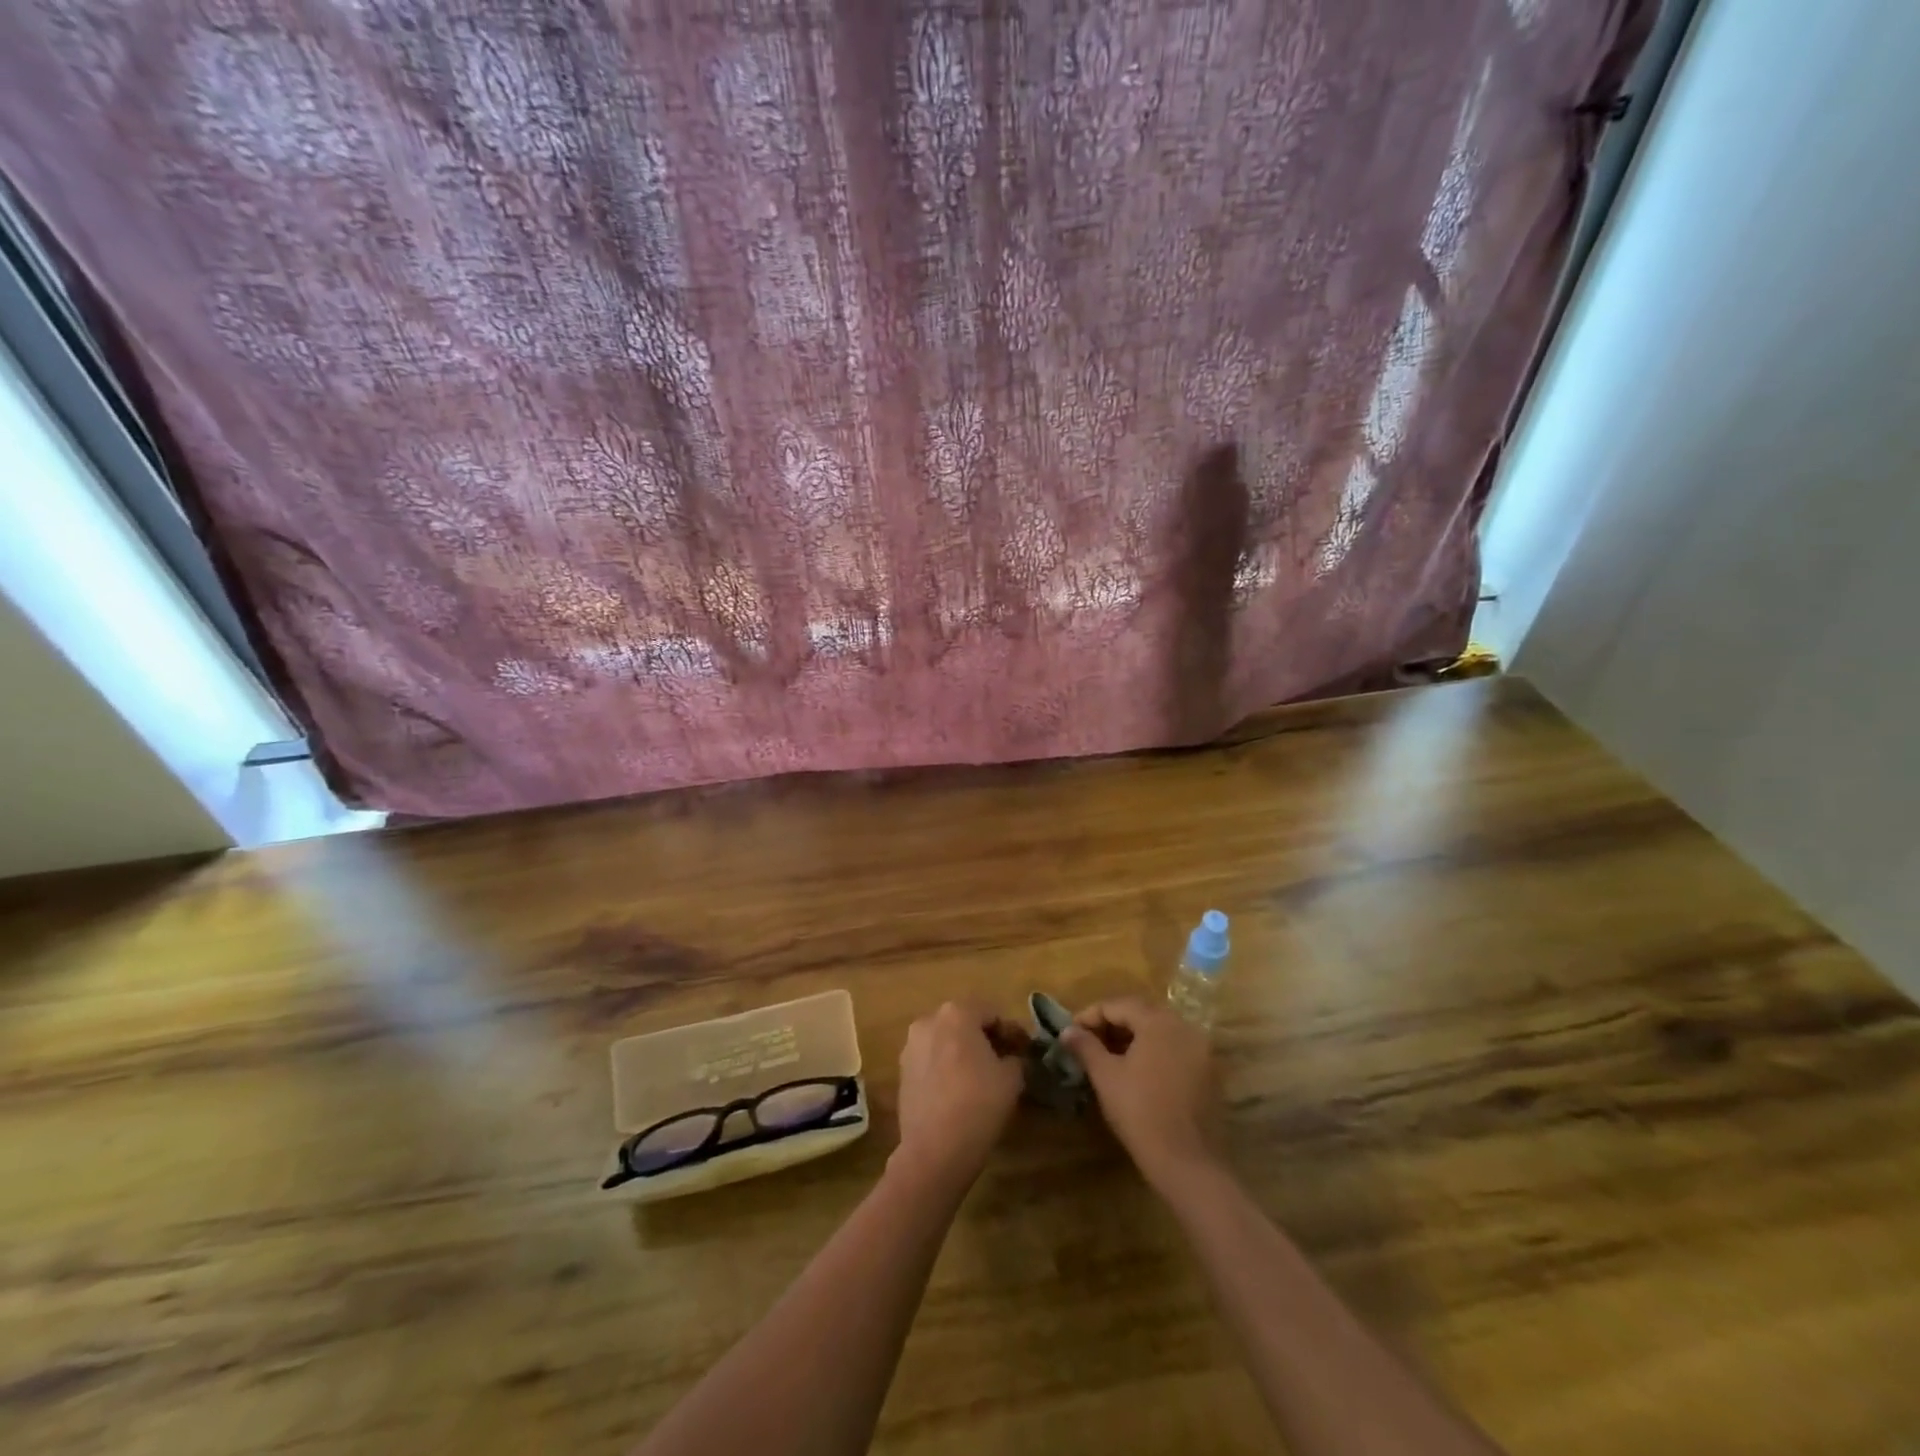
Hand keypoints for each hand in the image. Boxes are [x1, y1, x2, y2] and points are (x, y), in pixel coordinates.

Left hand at [891, 1002, 1028, 1191]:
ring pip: (945, 1041)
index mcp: (957, 1013)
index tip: (1024, 1051)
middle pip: (964, 1023)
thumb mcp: (1011, 1078)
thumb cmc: (978, 1104)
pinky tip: (959, 1090)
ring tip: (982, 1077)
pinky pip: (931, 1061)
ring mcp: (910, 1046)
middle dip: (985, 1039)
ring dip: (963, 1052)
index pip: (991, 1013)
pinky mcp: (901, 1072)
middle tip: (1005, 1061)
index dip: (1011, 1031)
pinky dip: (946, 1068)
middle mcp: (929, 1021)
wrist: (934, 1150)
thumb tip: (1012, 1058)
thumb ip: (1015, 1059)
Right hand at [1063, 997, 1220, 1188]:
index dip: (1090, 1015)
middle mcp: (1184, 1027)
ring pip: (1159, 1032)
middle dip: (1111, 1025)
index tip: (1071, 1032)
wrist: (1188, 1163)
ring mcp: (1201, 1050)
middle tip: (1087, 1043)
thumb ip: (1085, 1046)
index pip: (1118, 1004)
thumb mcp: (1106, 1076)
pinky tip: (1136, 1073)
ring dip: (1132, 1039)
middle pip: (1141, 1014)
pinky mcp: (1208, 1074)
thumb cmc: (1140, 1113)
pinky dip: (1153, 1053)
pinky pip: (1174, 1050)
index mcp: (1159, 1022)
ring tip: (1107, 1058)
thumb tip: (1067, 1031)